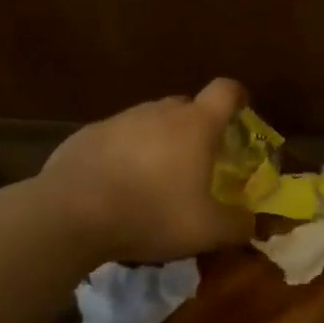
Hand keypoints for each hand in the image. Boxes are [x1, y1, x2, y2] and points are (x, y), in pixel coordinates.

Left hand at [38, 79, 255, 264]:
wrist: (71, 213)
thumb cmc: (151, 213)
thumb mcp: (207, 231)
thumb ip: (238, 224)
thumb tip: (251, 221)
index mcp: (195, 125)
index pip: (226, 91)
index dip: (237, 98)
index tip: (240, 115)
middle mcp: (158, 112)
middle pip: (186, 107)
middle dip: (196, 129)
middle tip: (197, 163)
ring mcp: (119, 120)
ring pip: (149, 122)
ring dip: (157, 143)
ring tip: (153, 182)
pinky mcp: (87, 135)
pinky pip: (116, 139)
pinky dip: (123, 155)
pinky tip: (115, 188)